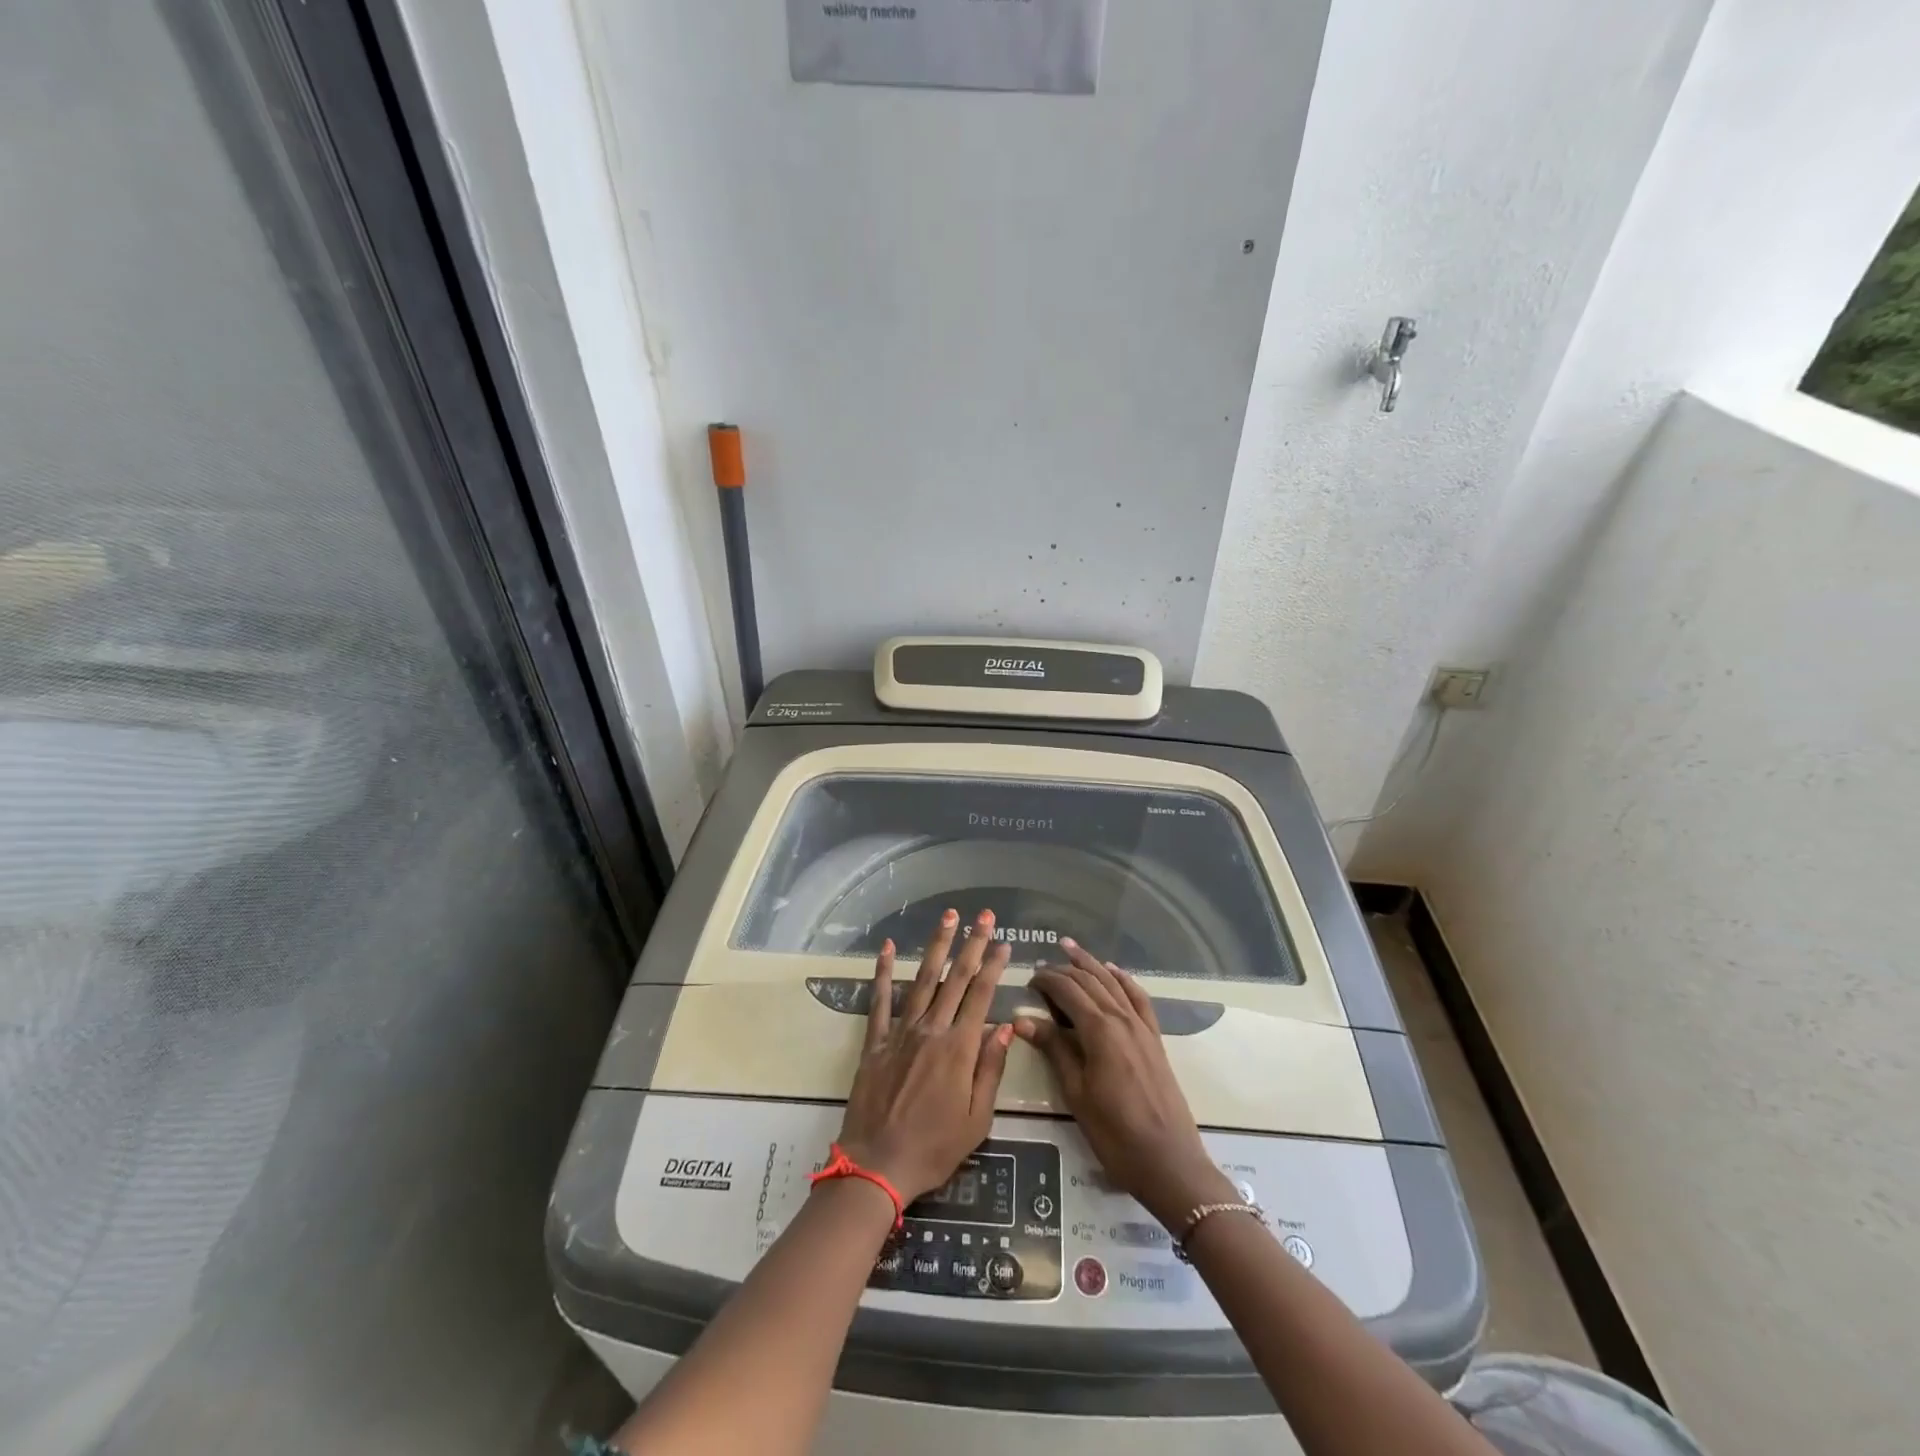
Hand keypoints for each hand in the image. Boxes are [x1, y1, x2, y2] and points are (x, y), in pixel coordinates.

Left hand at [836, 909, 1014, 1201]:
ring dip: (936, 946)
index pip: (981, 996)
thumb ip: (990, 1070)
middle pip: (955, 979)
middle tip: (984, 916)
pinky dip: (883, 973)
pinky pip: (880, 1001)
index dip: (994, 967)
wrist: (877, 1166)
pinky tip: (887, 949)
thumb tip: (1004, 1028)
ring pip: (922, 980)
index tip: (1005, 943)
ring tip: (947, 918)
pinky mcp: (876, 1042)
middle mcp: (931, 1031)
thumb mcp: (977, 1120)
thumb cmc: (934, 1148)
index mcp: (959, 1049)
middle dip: (972, 944)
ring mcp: (901, 1033)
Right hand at [1016, 941, 1235, 1228]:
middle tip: (1042, 967)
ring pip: (1113, 983)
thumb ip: (1054, 1050)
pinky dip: (1124, 980)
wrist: (1169, 1162)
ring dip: (1092, 964)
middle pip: (1090, 981)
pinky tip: (1114, 972)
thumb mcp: (1076, 1094)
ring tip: (1071, 949)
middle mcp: (1122, 1019)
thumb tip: (1022, 1020)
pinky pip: (1139, 998)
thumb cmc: (1115, 1134)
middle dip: (1064, 969)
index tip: (1028, 980)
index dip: (1047, 981)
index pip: (1068, 991)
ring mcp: (1142, 1027)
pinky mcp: (1155, 1039)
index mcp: (1099, 1030)